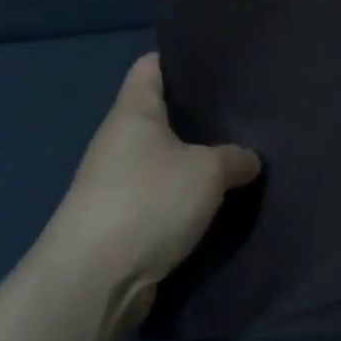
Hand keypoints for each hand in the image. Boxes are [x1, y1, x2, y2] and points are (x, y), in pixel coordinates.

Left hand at [41, 54, 260, 325]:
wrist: (93, 283)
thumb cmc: (148, 202)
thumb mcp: (207, 172)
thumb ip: (235, 158)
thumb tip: (248, 159)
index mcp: (133, 111)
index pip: (151, 65)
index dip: (182, 58)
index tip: (220, 61)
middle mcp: (119, 141)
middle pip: (162, 113)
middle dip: (200, 113)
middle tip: (245, 111)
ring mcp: (116, 183)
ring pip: (164, 159)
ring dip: (195, 161)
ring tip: (240, 154)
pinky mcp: (121, 222)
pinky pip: (161, 196)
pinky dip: (185, 197)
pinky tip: (217, 200)